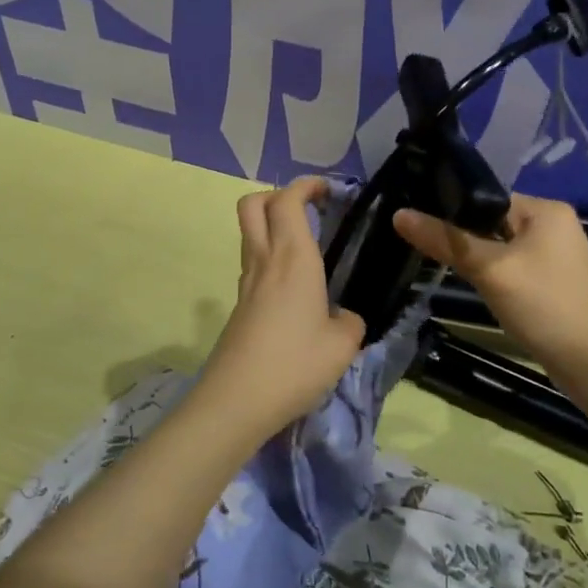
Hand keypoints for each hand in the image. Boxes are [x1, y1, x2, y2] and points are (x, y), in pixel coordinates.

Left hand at [196, 178, 366, 438]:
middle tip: (309, 210)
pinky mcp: (239, 305)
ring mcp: (246, 282)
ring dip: (273, 225)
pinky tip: (295, 287)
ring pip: (249, 233)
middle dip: (279, 195)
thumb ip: (350, 321)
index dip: (307, 185)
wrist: (236, 401)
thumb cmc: (294, 364)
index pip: (289, 199)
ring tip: (307, 247)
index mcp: (293, 257)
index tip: (329, 190)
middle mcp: (265, 260)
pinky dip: (270, 257)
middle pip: (254, 204)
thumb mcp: (343, 345)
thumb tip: (343, 317)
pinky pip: (253, 263)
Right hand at [394, 194, 587, 374]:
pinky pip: (512, 268)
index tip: (417, 220)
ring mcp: (554, 255)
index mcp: (545, 209)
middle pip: (491, 221)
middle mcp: (553, 225)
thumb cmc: (545, 306)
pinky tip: (477, 288)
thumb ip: (446, 240)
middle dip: (463, 237)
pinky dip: (493, 276)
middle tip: (424, 248)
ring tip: (445, 269)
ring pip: (499, 247)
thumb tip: (399, 214)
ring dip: (477, 259)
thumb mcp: (490, 269)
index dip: (452, 208)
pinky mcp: (551, 282)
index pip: (486, 196)